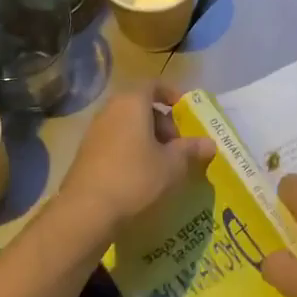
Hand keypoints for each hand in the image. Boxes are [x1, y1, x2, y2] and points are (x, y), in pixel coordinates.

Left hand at [59, 83, 215, 233]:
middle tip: (178, 145)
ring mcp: (94, 131)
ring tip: (162, 164)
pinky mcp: (86, 153)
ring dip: (147, 138)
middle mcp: (110, 110)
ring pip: (128, 125)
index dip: (172, 95)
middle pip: (141, 106)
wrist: (86, 211)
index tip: (186, 112)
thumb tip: (210, 143)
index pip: (154, 85)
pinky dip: (131, 150)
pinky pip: (115, 141)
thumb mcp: (172, 165)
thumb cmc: (135, 178)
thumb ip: (191, 150)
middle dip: (163, 122)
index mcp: (132, 103)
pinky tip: (141, 176)